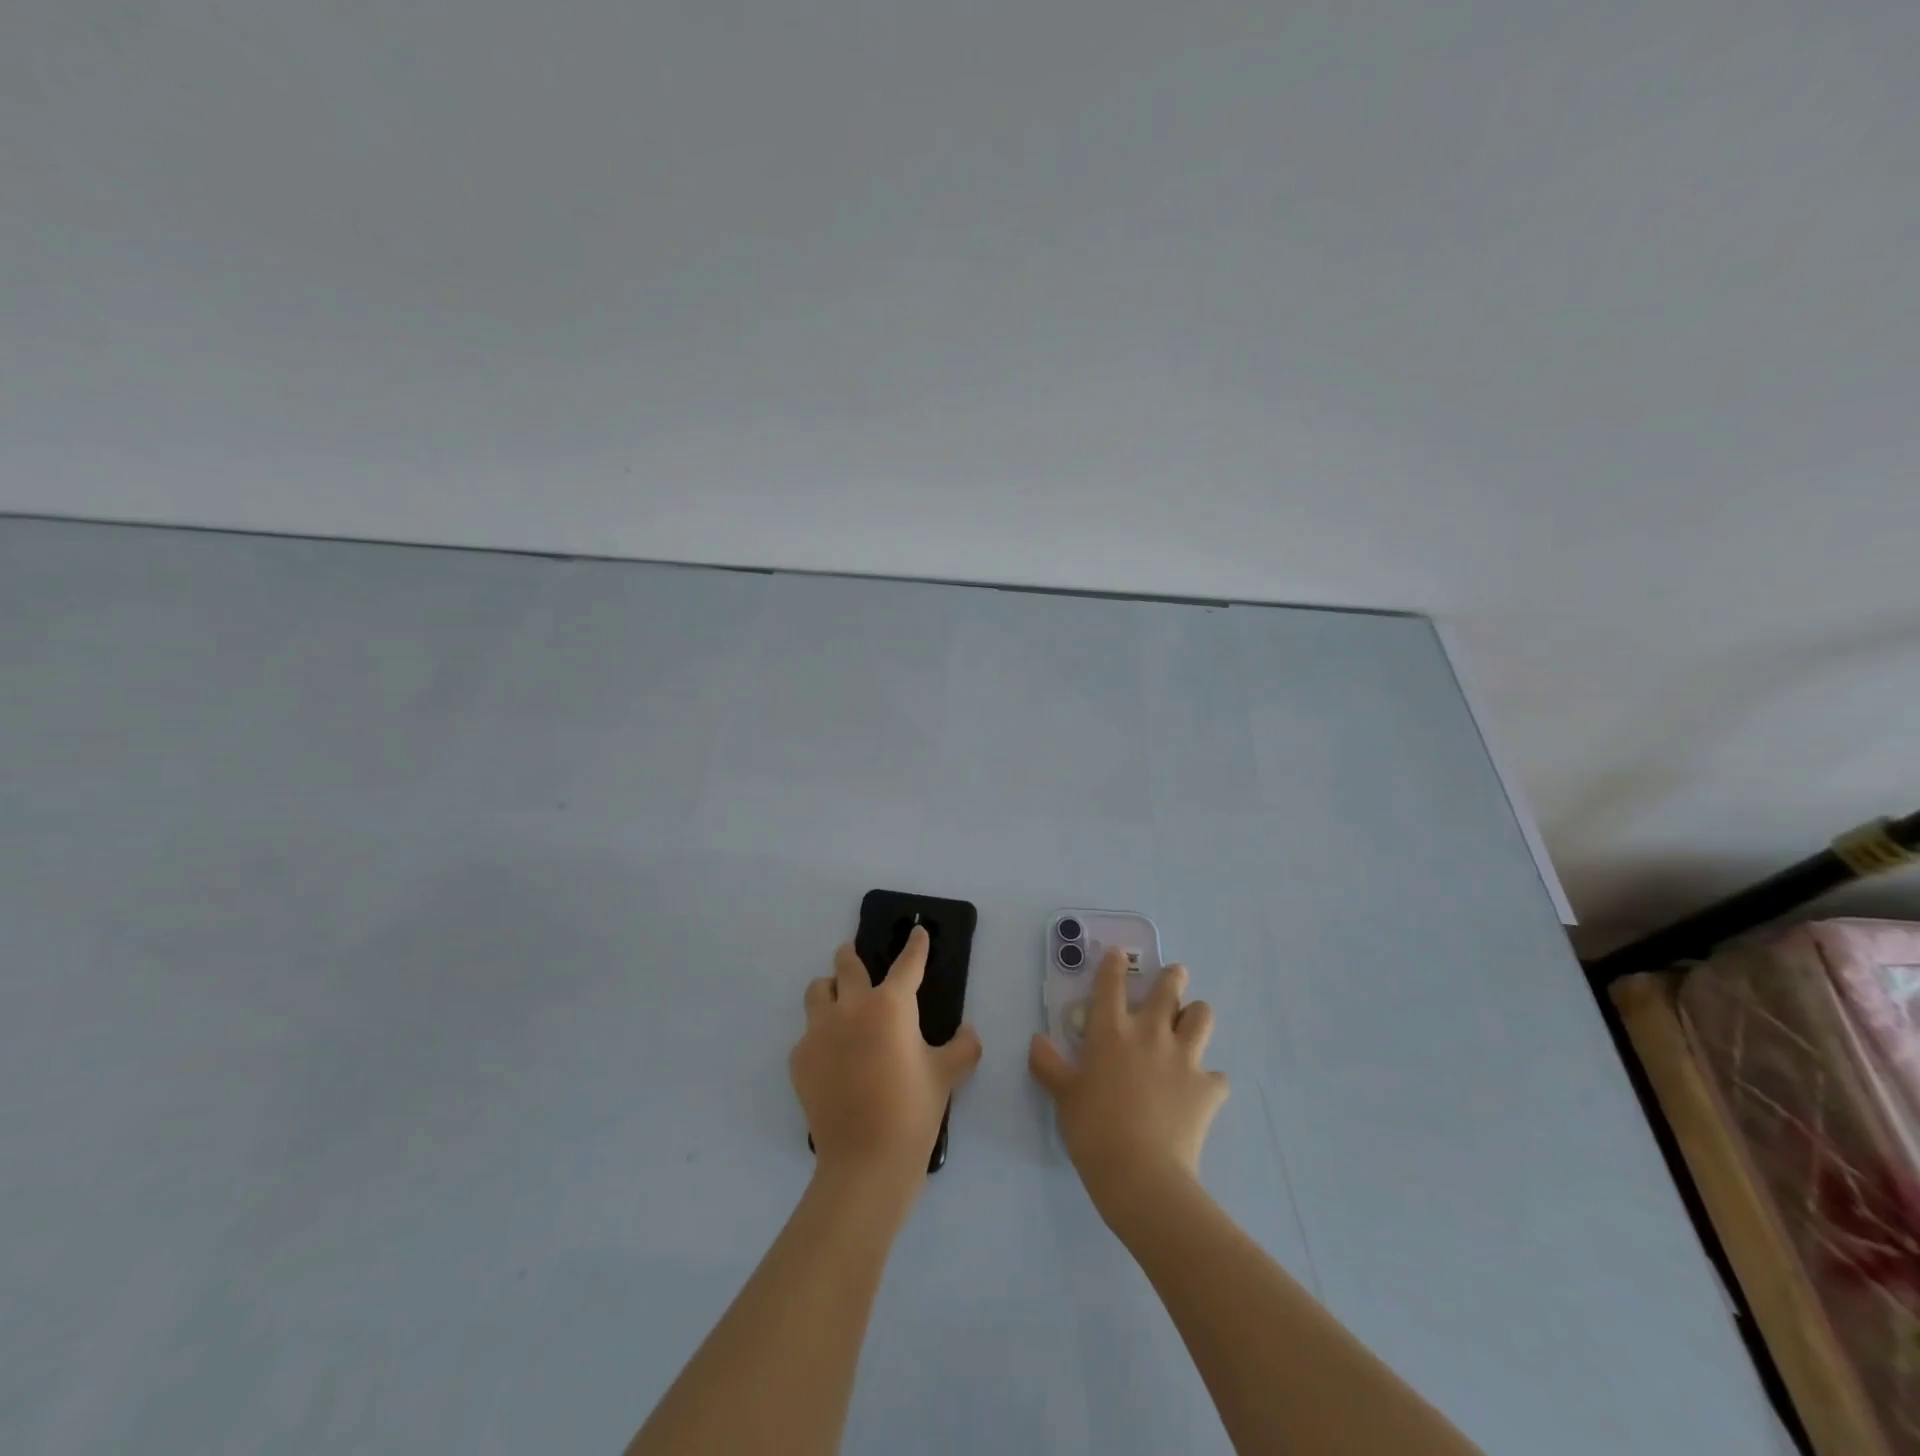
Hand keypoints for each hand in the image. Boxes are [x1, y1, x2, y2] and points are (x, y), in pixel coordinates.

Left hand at [792, 926, 982, 1189]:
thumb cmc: (913, 1111)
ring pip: (818, 990)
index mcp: (891, 1005)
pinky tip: (833, 1057)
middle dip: (851, 956)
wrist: (865, 1162)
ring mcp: (819, 1032)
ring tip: (839, 1002)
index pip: (907, 963)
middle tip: (855, 958)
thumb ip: (963, 1047)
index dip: (915, 945)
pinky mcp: (800, 1058)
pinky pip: (808, 1033)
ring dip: (830, 989)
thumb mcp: (948, 1075)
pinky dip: (821, 1035)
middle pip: (846, 964)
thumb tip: (967, 1032)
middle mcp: (851, 1007)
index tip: (916, 931)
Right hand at [1029, 949, 1228, 1220]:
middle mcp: (1150, 1033)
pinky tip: (1201, 1091)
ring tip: (1191, 1023)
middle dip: (1173, 977)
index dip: (1114, 964)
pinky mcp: (1208, 1088)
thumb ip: (1049, 1065)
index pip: (1111, 983)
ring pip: (1202, 1017)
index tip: (1118, 954)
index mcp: (1111, 1031)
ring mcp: (1183, 1058)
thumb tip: (1036, 1040)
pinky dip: (1209, 1080)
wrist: (1141, 1174)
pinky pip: (1216, 1076)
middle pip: (1169, 988)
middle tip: (1175, 975)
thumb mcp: (1063, 1096)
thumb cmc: (1093, 1130)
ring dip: (1197, 1016)